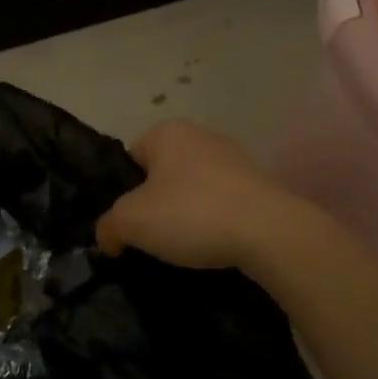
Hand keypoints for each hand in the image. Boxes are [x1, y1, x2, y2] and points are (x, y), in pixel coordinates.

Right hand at [96, 120, 331, 274]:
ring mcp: (234, 158)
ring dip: (188, 214)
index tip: (133, 223)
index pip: (131, 160)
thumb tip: (108, 238)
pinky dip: (216, 221)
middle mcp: (200, 135)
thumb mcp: (131, 222)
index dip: (125, 193)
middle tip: (156, 238)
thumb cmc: (192, 213)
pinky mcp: (259, 184)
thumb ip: (108, 227)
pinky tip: (216, 244)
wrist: (270, 233)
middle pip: (162, 174)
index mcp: (167, 132)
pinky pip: (223, 203)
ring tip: (188, 247)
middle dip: (157, 204)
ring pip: (193, 189)